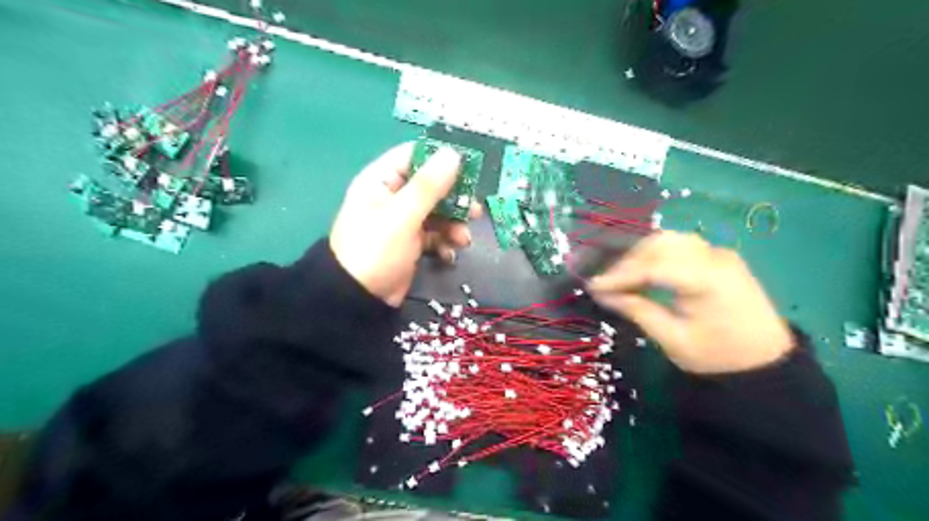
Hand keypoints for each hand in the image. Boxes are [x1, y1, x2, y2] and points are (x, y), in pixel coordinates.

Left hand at [330, 139, 481, 306]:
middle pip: (432, 186)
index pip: (414, 156)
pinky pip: (435, 235)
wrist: (359, 299)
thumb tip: (453, 154)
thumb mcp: (402, 216)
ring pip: (437, 212)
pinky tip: (449, 254)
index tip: (471, 166)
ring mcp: (403, 221)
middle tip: (475, 210)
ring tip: (463, 240)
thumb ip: (428, 186)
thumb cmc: (375, 250)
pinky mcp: (411, 243)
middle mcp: (393, 196)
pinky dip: (444, 243)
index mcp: (382, 180)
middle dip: (455, 200)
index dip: (441, 158)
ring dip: (454, 225)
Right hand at [587, 233, 790, 373]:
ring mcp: (720, 254)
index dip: (619, 275)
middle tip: (607, 283)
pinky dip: (657, 255)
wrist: (767, 364)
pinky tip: (645, 271)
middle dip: (628, 261)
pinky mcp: (720, 258)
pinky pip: (681, 246)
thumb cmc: (719, 357)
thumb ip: (637, 310)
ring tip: (623, 277)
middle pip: (661, 244)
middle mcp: (716, 257)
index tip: (593, 286)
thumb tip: (602, 294)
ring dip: (641, 255)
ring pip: (669, 240)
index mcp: (708, 280)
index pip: (653, 266)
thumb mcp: (673, 340)